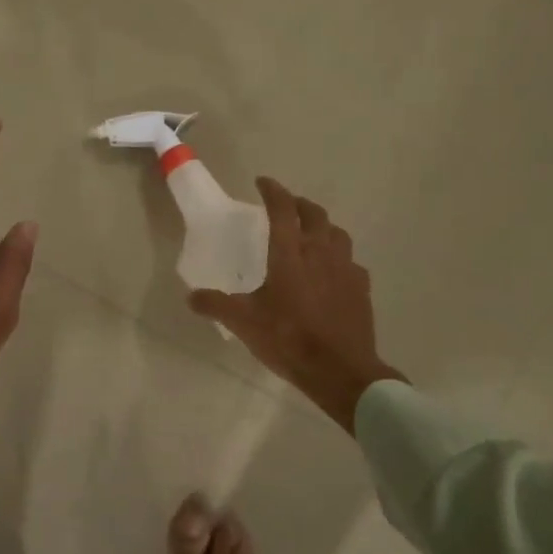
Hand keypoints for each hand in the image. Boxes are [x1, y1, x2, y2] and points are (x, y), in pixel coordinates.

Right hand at [190, 178, 402, 433]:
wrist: (341, 370)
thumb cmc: (289, 339)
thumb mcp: (244, 323)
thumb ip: (216, 305)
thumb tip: (191, 297)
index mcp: (290, 254)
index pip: (282, 209)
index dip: (272, 191)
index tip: (262, 182)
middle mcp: (320, 252)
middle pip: (314, 214)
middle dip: (299, 204)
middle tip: (286, 205)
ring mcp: (345, 269)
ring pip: (337, 234)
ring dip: (322, 227)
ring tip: (311, 234)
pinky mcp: (361, 288)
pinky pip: (351, 262)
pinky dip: (339, 258)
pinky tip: (332, 272)